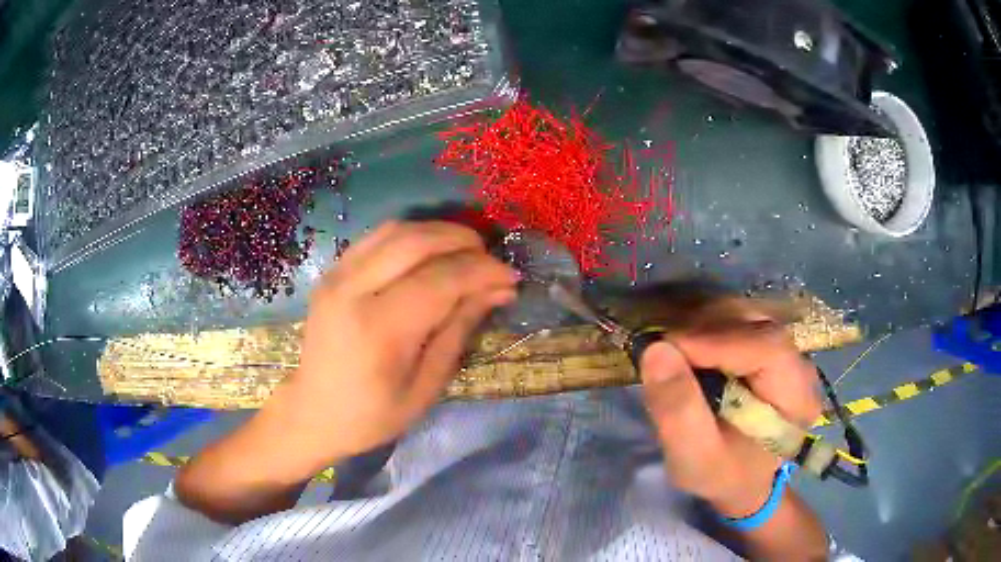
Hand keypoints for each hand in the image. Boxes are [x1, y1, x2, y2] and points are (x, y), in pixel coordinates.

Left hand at [265, 221, 518, 472]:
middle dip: (464, 241)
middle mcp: (353, 289)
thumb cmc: (372, 415)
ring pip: (397, 229)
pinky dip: (411, 236)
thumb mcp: (425, 386)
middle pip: (418, 241)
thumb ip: (459, 330)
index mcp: (379, 328)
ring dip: (439, 232)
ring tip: (466, 252)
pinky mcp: (331, 272)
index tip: (512, 277)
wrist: (312, 413)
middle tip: (491, 260)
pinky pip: (377, 237)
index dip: (483, 271)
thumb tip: (497, 289)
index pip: (442, 278)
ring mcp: (337, 275)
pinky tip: (429, 254)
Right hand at [639, 323, 821, 517]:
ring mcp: (790, 352)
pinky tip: (690, 346)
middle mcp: (801, 365)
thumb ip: (678, 411)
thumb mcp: (693, 457)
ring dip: (706, 324)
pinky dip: (711, 326)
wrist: (742, 479)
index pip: (766, 348)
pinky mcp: (773, 347)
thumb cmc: (721, 474)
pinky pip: (743, 321)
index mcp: (796, 399)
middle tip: (664, 347)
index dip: (717, 340)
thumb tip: (655, 350)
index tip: (666, 349)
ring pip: (748, 316)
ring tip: (674, 349)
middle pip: (758, 324)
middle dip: (707, 328)